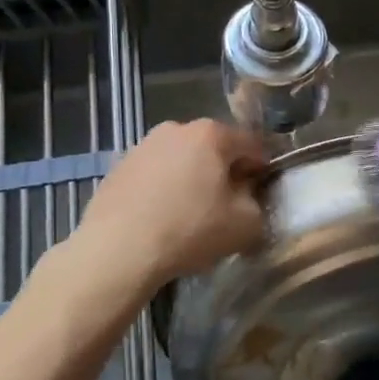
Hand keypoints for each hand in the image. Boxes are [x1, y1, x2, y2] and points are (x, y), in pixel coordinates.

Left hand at [74, 120, 266, 292]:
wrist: (117, 250)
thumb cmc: (190, 230)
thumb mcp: (246, 224)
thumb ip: (257, 203)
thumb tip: (247, 197)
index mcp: (211, 134)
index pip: (251, 144)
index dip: (262, 168)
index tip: (261, 192)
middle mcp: (176, 129)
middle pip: (213, 148)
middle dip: (223, 171)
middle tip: (226, 205)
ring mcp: (142, 146)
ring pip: (181, 160)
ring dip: (191, 179)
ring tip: (190, 215)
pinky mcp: (117, 168)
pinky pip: (154, 176)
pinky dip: (163, 190)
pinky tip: (161, 219)